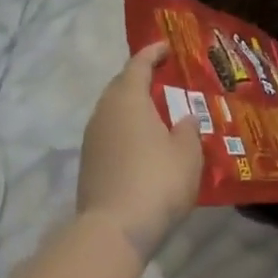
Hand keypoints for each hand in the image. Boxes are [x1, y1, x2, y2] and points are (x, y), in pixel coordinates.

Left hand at [78, 42, 203, 262]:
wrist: (113, 231)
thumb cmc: (157, 181)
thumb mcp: (187, 153)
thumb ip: (188, 129)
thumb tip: (182, 118)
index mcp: (128, 99)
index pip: (138, 65)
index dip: (153, 53)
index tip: (166, 46)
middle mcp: (105, 113)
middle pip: (121, 86)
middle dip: (140, 78)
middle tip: (163, 78)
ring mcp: (92, 140)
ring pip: (113, 111)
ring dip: (133, 107)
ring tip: (157, 111)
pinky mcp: (89, 165)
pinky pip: (110, 134)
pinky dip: (127, 130)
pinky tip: (144, 143)